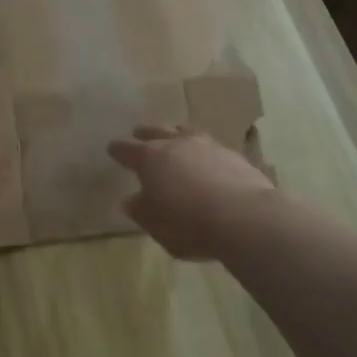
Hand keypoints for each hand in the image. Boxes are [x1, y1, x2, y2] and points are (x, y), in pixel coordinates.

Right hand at [107, 125, 273, 260]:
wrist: (245, 217)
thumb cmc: (188, 223)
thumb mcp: (154, 224)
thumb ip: (140, 210)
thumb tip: (133, 199)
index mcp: (150, 158)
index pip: (127, 150)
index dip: (118, 150)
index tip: (112, 149)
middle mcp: (177, 144)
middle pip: (156, 132)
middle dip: (146, 133)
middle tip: (139, 133)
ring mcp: (208, 146)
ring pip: (186, 132)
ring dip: (177, 135)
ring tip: (175, 137)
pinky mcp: (234, 155)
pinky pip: (211, 147)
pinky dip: (203, 151)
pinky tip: (206, 160)